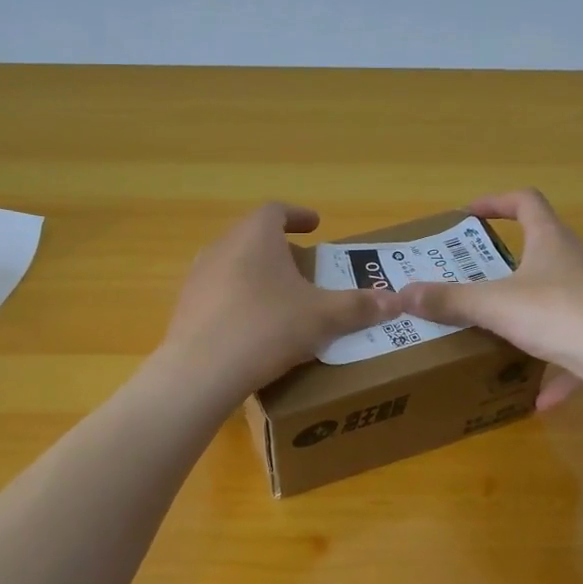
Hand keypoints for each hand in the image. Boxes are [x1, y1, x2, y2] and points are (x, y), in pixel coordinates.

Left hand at [161, 202, 403, 396]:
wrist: (201, 372)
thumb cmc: (267, 328)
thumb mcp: (322, 318)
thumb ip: (358, 306)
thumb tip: (396, 302)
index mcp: (255, 236)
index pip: (276, 211)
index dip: (298, 216)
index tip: (316, 225)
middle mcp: (221, 247)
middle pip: (254, 237)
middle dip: (281, 249)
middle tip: (305, 268)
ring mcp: (198, 277)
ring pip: (234, 265)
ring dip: (259, 275)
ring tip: (281, 298)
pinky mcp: (186, 308)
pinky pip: (219, 294)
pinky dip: (240, 300)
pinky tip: (253, 327)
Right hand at [396, 189, 582, 408]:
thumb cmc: (560, 314)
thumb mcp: (496, 306)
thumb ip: (450, 301)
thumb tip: (401, 295)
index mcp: (552, 242)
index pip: (526, 202)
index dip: (496, 202)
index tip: (469, 215)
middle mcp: (578, 262)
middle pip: (543, 250)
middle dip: (508, 265)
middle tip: (475, 281)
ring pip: (559, 301)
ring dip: (531, 317)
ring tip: (502, 338)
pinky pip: (577, 349)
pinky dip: (557, 370)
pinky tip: (539, 400)